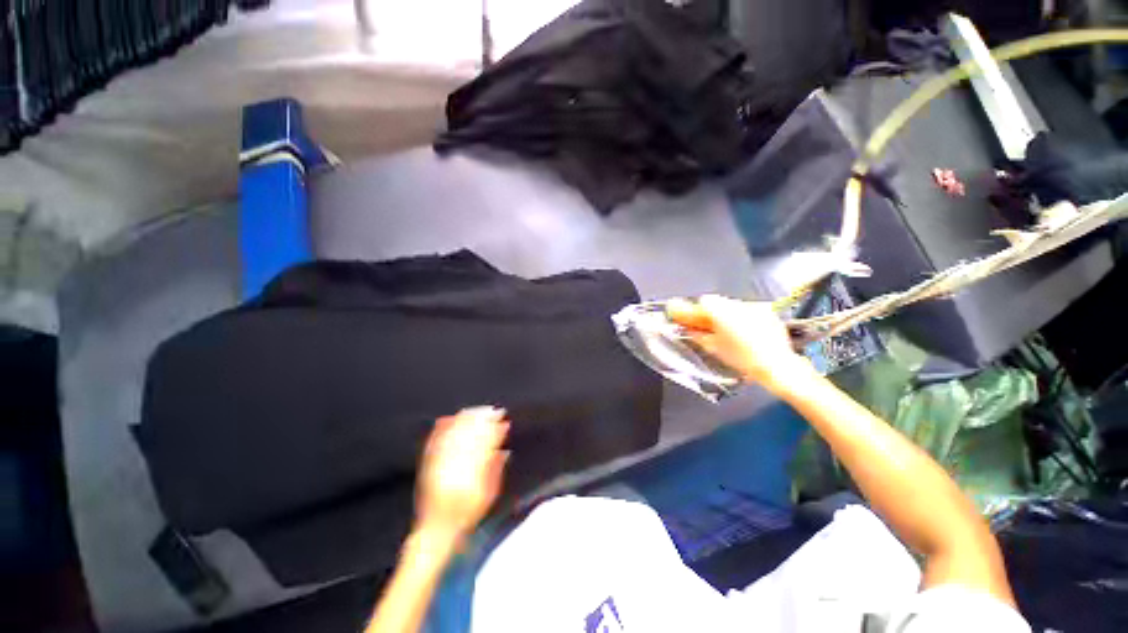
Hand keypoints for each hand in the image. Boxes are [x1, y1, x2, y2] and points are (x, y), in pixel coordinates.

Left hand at [416, 407, 509, 539]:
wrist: (436, 530)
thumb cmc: (466, 515)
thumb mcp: (488, 496)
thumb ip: (495, 471)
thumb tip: (504, 450)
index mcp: (471, 475)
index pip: (485, 445)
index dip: (495, 430)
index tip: (503, 420)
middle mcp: (454, 468)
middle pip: (469, 437)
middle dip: (482, 421)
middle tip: (491, 410)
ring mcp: (439, 466)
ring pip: (453, 436)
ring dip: (464, 421)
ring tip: (473, 410)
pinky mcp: (428, 466)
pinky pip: (434, 443)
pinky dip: (442, 429)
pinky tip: (447, 419)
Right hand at [666, 295, 807, 390]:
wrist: (779, 367)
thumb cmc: (743, 359)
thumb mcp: (714, 348)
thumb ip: (696, 334)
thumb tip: (687, 329)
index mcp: (722, 311)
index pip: (701, 302)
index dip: (690, 310)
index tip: (682, 316)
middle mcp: (737, 303)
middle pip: (715, 303)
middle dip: (705, 313)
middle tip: (698, 325)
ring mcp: (754, 306)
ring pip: (729, 305)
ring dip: (721, 315)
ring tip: (719, 330)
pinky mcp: (766, 312)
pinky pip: (745, 310)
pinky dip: (737, 317)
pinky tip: (737, 331)